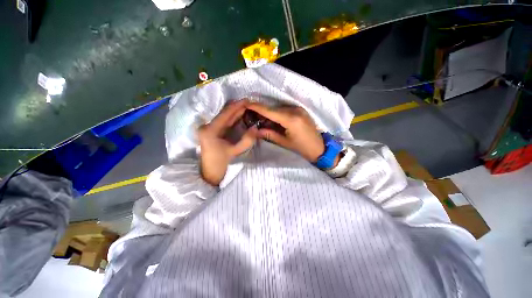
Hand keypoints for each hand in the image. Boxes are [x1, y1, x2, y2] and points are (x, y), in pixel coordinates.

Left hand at [198, 100, 257, 185]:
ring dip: (235, 112)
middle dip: (237, 108)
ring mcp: (208, 129)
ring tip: (246, 107)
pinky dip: (232, 119)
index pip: (226, 114)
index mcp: (211, 130)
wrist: (209, 174)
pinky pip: (223, 123)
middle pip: (224, 114)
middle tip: (249, 103)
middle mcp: (207, 126)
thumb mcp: (235, 152)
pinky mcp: (211, 132)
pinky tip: (240, 115)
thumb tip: (256, 128)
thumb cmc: (220, 164)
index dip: (237, 106)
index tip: (248, 100)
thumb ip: (247, 140)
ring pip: (224, 117)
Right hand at [246, 103, 325, 162]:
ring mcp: (299, 109)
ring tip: (262, 118)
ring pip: (279, 108)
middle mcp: (295, 110)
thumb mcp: (284, 143)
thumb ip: (269, 134)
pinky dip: (278, 113)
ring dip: (270, 112)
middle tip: (252, 114)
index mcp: (291, 119)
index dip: (257, 107)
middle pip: (274, 109)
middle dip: (262, 111)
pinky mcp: (301, 110)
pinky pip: (285, 109)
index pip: (270, 111)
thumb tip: (256, 130)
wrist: (320, 148)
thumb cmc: (302, 148)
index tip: (246, 103)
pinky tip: (273, 119)